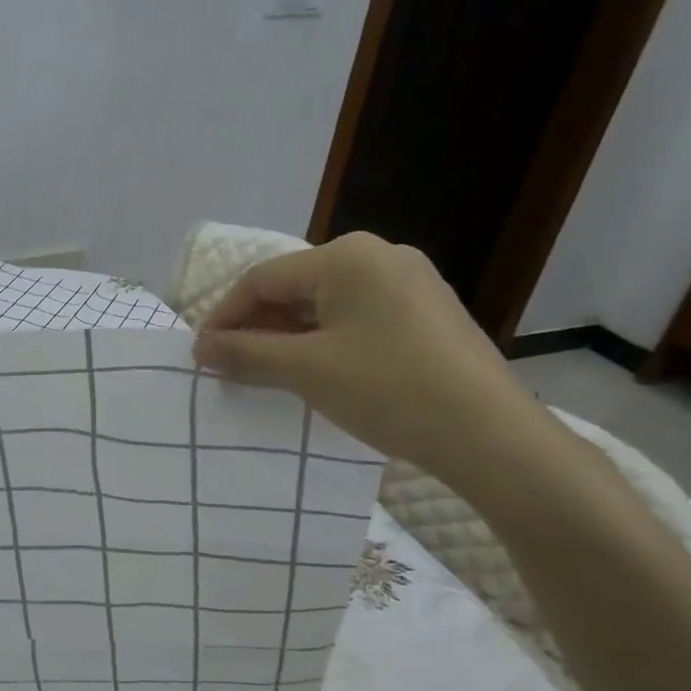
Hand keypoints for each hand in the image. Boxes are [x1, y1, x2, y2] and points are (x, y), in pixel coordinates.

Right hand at [193, 233, 560, 490]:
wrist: (490, 435)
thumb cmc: (388, 389)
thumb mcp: (305, 370)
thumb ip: (246, 353)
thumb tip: (201, 348)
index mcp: (348, 255)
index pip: (263, 278)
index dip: (224, 315)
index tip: (201, 355)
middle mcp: (381, 256)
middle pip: (296, 288)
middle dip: (257, 327)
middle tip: (228, 367)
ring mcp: (411, 284)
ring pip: (327, 305)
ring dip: (288, 337)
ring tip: (264, 374)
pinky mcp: (428, 314)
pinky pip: (358, 319)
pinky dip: (325, 342)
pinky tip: (314, 373)